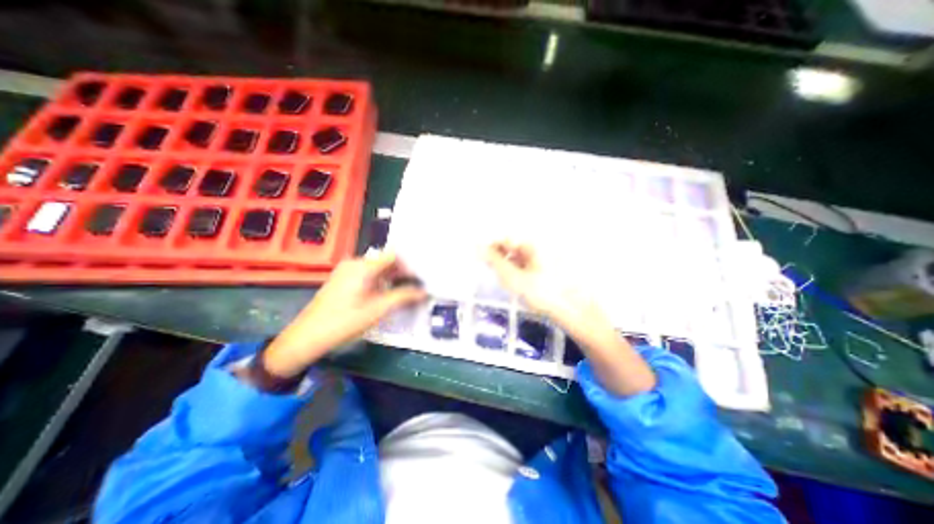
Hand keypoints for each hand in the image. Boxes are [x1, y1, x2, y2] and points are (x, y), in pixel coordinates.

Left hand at [260, 253, 424, 378]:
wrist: (307, 337)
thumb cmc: (345, 321)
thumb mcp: (379, 310)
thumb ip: (404, 297)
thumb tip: (424, 292)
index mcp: (363, 266)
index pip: (393, 256)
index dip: (409, 264)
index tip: (421, 276)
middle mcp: (354, 263)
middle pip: (385, 262)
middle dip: (402, 272)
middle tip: (417, 284)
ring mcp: (346, 271)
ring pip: (376, 269)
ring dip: (391, 278)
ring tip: (404, 290)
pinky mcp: (342, 279)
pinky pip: (366, 275)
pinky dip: (379, 281)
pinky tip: (385, 294)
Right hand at [489, 241, 655, 396]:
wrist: (576, 313)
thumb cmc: (543, 294)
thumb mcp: (514, 278)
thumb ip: (494, 261)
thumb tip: (477, 246)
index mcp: (533, 244)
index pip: (505, 238)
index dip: (491, 247)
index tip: (480, 259)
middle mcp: (541, 247)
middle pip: (514, 246)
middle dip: (500, 257)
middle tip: (491, 271)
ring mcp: (547, 258)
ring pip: (521, 257)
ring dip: (509, 265)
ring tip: (504, 280)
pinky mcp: (551, 270)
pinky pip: (530, 265)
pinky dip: (520, 272)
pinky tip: (518, 284)